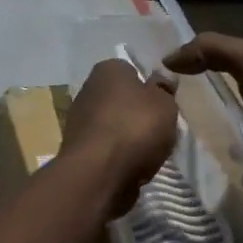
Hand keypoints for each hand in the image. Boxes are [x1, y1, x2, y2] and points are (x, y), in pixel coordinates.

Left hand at [62, 59, 178, 215]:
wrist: (98, 172)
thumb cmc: (135, 128)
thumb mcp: (165, 104)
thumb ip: (164, 90)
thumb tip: (161, 79)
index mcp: (108, 70)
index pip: (132, 71)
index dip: (149, 87)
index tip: (162, 104)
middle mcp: (88, 89)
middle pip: (121, 100)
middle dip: (138, 114)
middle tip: (158, 130)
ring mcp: (79, 121)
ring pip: (113, 126)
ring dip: (128, 137)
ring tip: (147, 153)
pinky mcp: (77, 149)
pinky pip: (106, 148)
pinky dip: (117, 156)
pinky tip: (131, 167)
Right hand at [165, 34, 242, 206]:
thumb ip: (215, 50)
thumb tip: (170, 57)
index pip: (230, 58)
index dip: (200, 60)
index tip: (166, 73)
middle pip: (237, 94)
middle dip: (209, 99)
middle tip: (170, 110)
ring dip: (223, 132)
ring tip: (189, 141)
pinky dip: (238, 163)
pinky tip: (219, 167)